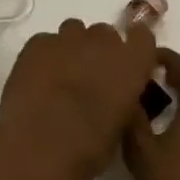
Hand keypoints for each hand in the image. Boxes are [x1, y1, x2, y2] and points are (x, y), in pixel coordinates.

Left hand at [0, 19, 158, 179]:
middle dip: (100, 50)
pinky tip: (38, 78)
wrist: (39, 145)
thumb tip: (117, 93)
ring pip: (74, 31)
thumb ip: (124, 99)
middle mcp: (102, 42)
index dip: (134, 48)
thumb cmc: (88, 148)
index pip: (142, 37)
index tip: (128, 61)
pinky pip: (46, 41)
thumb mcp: (122, 126)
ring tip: (62, 74)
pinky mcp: (37, 43)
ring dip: (73, 48)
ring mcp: (66, 39)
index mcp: (131, 63)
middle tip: (91, 75)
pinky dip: (46, 55)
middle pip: (105, 34)